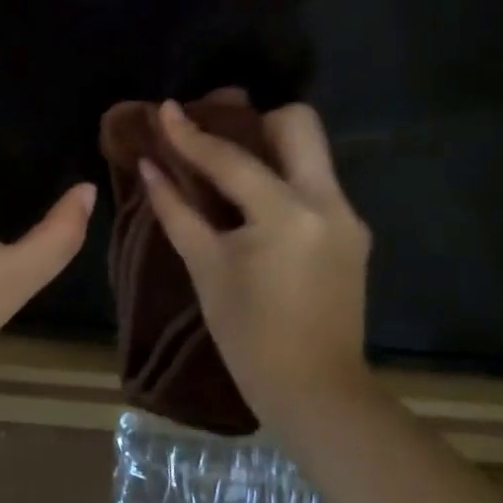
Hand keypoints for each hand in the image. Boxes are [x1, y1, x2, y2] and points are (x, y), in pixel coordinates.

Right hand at [142, 100, 371, 426]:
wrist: (318, 394)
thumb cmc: (250, 337)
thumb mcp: (207, 268)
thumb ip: (176, 210)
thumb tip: (149, 166)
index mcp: (288, 214)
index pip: (232, 159)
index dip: (192, 134)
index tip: (165, 108)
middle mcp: (327, 202)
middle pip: (299, 124)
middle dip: (257, 120)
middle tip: (221, 135)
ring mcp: (347, 216)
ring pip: (312, 150)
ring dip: (272, 146)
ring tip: (232, 164)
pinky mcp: (352, 232)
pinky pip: (316, 182)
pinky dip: (285, 178)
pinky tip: (256, 203)